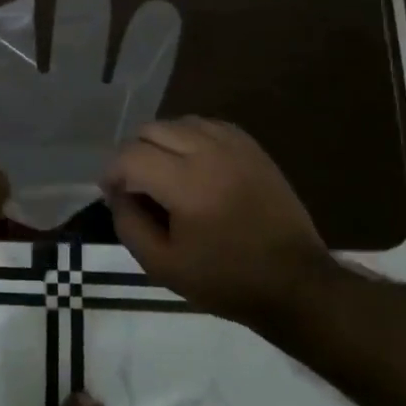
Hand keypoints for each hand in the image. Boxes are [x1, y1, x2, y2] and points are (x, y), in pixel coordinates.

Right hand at [101, 117, 330, 324]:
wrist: (294, 283)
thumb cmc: (225, 280)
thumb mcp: (162, 266)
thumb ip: (128, 225)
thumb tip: (118, 194)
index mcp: (186, 185)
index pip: (130, 156)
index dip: (111, 173)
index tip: (112, 195)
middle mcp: (209, 153)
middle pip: (151, 130)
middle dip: (133, 155)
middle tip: (136, 187)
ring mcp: (234, 146)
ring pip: (179, 123)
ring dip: (161, 144)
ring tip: (163, 175)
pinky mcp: (252, 148)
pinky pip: (208, 125)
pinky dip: (190, 138)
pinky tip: (192, 164)